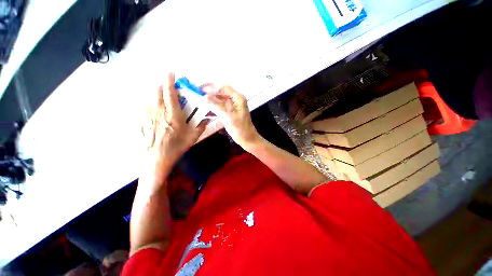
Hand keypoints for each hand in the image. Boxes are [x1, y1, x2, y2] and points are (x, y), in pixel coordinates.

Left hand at [142, 73, 207, 164]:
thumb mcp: (193, 136)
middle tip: (168, 84)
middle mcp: (159, 112)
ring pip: (151, 99)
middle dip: (162, 84)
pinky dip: (151, 104)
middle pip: (157, 92)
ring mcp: (149, 116)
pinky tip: (155, 109)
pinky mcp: (143, 122)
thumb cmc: (177, 146)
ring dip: (156, 93)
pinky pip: (146, 108)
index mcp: (172, 114)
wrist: (158, 158)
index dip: (169, 81)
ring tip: (162, 95)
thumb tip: (208, 119)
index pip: (169, 93)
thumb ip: (201, 126)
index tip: (170, 72)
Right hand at [205, 85, 259, 147]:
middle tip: (197, 93)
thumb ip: (216, 106)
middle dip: (210, 92)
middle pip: (221, 92)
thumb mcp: (228, 117)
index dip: (211, 87)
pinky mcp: (231, 111)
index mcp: (238, 98)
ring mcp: (234, 105)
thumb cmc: (240, 129)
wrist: (247, 138)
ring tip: (200, 99)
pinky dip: (214, 105)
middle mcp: (236, 99)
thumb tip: (204, 97)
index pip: (223, 88)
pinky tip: (207, 107)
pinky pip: (221, 105)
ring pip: (220, 98)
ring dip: (211, 98)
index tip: (200, 88)